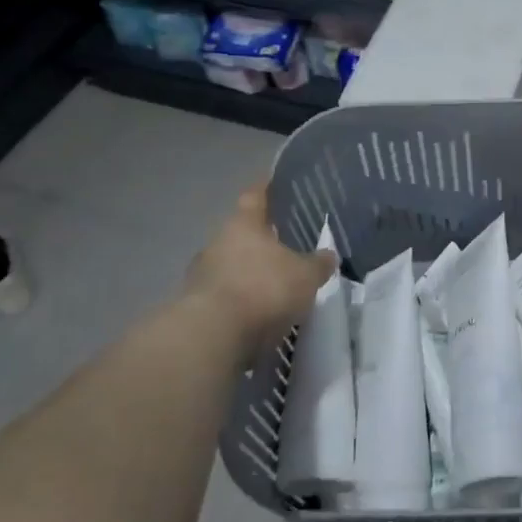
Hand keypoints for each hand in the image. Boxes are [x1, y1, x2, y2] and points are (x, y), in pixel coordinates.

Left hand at [180, 184, 336, 362]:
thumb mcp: (306, 276)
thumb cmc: (263, 289)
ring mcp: (200, 275)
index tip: (276, 184)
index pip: (255, 196)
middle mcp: (217, 243)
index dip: (267, 189)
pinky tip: (256, 314)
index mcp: (243, 224)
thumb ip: (318, 264)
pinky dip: (239, 301)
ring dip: (248, 273)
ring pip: (230, 265)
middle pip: (241, 233)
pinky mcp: (194, 307)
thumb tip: (328, 255)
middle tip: (285, 244)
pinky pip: (223, 296)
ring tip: (273, 284)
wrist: (210, 336)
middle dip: (260, 239)